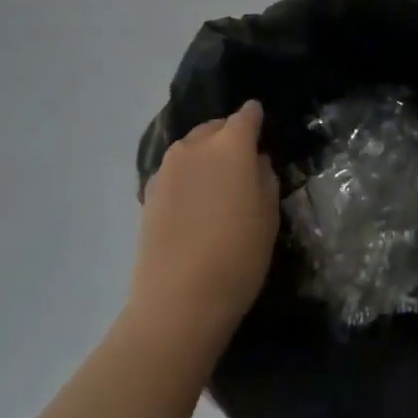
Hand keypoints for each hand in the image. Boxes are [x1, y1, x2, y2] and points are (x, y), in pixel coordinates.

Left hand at [130, 101, 279, 359]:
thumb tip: (254, 161)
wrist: (178, 302)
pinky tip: (194, 205)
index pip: (247, 115)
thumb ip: (264, 177)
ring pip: (192, 148)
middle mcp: (195, 146)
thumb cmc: (237, 255)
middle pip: (215, 127)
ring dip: (205, 157)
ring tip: (216, 186)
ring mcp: (167, 168)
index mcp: (230, 145)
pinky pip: (175, 172)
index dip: (256, 119)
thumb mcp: (268, 216)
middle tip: (242, 164)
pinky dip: (187, 178)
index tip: (263, 129)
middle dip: (229, 137)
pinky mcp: (148, 193)